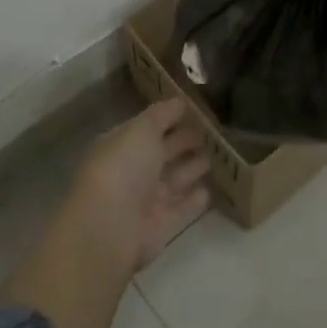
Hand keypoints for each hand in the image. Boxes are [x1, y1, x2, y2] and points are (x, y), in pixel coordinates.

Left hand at [61, 100, 210, 273]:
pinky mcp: (162, 224)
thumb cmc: (123, 168)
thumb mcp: (141, 130)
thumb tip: (179, 101)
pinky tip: (209, 189)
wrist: (111, 226)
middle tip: (211, 131)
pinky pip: (183, 207)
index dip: (170, 118)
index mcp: (122, 146)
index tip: (196, 109)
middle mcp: (133, 171)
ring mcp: (147, 199)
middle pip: (163, 152)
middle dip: (184, 141)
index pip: (148, 128)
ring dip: (192, 168)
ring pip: (175, 179)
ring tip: (216, 156)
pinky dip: (195, 199)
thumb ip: (161, 114)